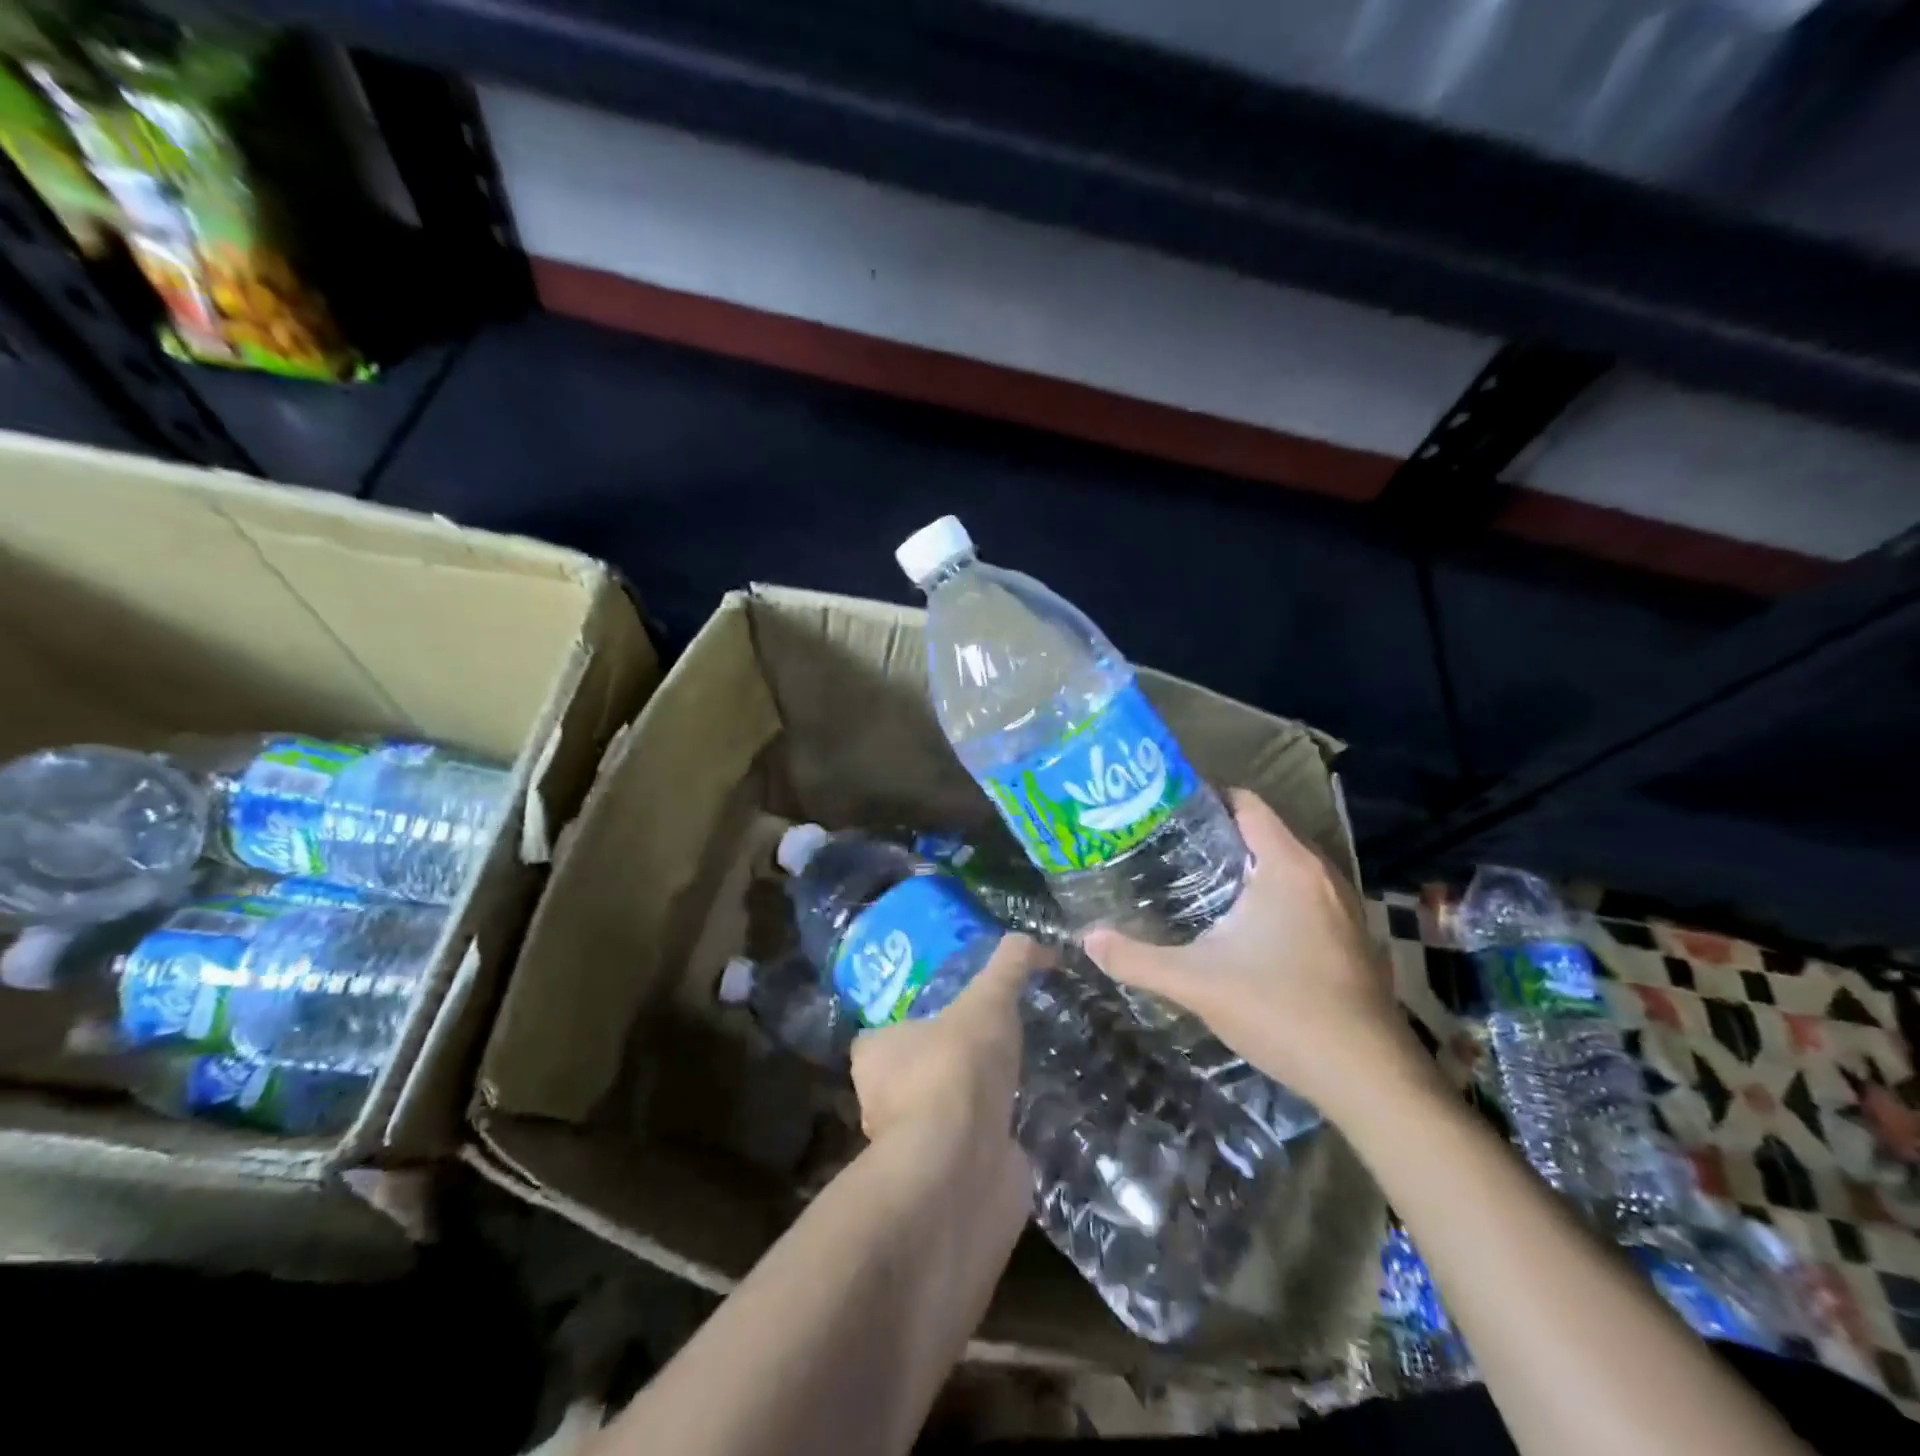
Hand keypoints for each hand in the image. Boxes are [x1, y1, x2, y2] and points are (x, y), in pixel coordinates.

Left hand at [850, 933, 1042, 1150]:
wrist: (961, 1168)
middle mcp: (882, 1104)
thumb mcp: (987, 1000)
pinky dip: (987, 1143)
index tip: (952, 1016)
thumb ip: (1008, 966)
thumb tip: (1031, 940)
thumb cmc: (956, 1070)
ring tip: (1008, 1084)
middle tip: (986, 1048)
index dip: (915, 1023)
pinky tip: (1015, 1128)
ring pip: (938, 1116)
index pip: (884, 1034)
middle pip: (911, 1075)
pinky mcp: (941, 1184)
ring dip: (968, 1106)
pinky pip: (965, 1154)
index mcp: (874, 1056)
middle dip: (944, 1065)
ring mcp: (912, 1148)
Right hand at [1084, 789, 1431, 1121]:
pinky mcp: (1351, 937)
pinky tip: (1242, 925)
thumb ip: (1137, 959)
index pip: (1246, 803)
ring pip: (1286, 865)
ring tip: (1194, 880)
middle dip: (1217, 834)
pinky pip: (1303, 894)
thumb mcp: (1196, 982)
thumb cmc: (1281, 1010)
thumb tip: (1088, 939)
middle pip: (1264, 831)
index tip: (1164, 811)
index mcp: (1287, 866)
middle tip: (1166, 846)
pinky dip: (1271, 894)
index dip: (1205, 798)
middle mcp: (1320, 874)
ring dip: (1245, 866)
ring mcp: (1342, 906)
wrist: (1368, 1076)